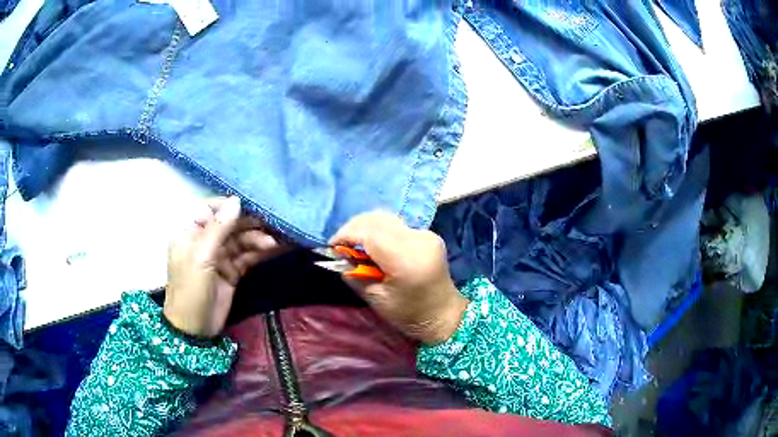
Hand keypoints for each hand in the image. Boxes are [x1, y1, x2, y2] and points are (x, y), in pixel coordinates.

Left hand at [164, 196, 289, 337]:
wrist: (195, 330)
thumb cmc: (190, 289)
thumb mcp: (201, 257)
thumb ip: (218, 229)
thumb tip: (237, 201)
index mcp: (191, 231)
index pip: (211, 208)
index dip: (231, 206)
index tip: (253, 204)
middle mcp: (205, 240)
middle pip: (230, 224)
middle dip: (250, 223)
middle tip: (273, 222)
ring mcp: (220, 257)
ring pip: (242, 240)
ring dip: (259, 238)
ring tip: (276, 240)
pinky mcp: (232, 271)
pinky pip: (248, 256)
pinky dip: (261, 252)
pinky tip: (276, 248)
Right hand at [330, 211, 467, 344]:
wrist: (443, 314)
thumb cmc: (409, 314)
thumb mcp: (376, 299)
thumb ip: (354, 275)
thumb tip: (337, 257)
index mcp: (407, 259)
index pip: (370, 233)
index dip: (346, 235)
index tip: (332, 247)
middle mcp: (418, 239)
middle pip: (377, 220)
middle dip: (353, 229)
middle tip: (341, 246)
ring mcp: (426, 234)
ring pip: (386, 218)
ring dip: (365, 227)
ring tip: (354, 246)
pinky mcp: (427, 234)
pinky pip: (396, 225)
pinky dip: (379, 230)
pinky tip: (374, 246)